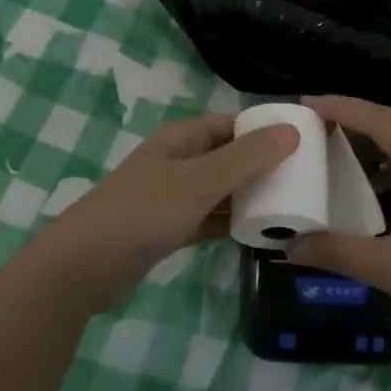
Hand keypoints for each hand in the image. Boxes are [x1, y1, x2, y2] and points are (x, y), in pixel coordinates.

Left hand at [30, 114, 297, 314]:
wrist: (85, 266)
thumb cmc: (144, 212)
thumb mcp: (200, 181)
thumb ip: (247, 158)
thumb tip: (292, 131)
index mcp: (183, 138)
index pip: (233, 124)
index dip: (266, 129)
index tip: (304, 143)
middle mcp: (179, 161)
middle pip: (229, 156)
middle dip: (263, 166)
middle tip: (306, 180)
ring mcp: (172, 196)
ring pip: (221, 190)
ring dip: (249, 197)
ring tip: (292, 207)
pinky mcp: (169, 228)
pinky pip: (209, 219)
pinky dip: (231, 223)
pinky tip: (258, 234)